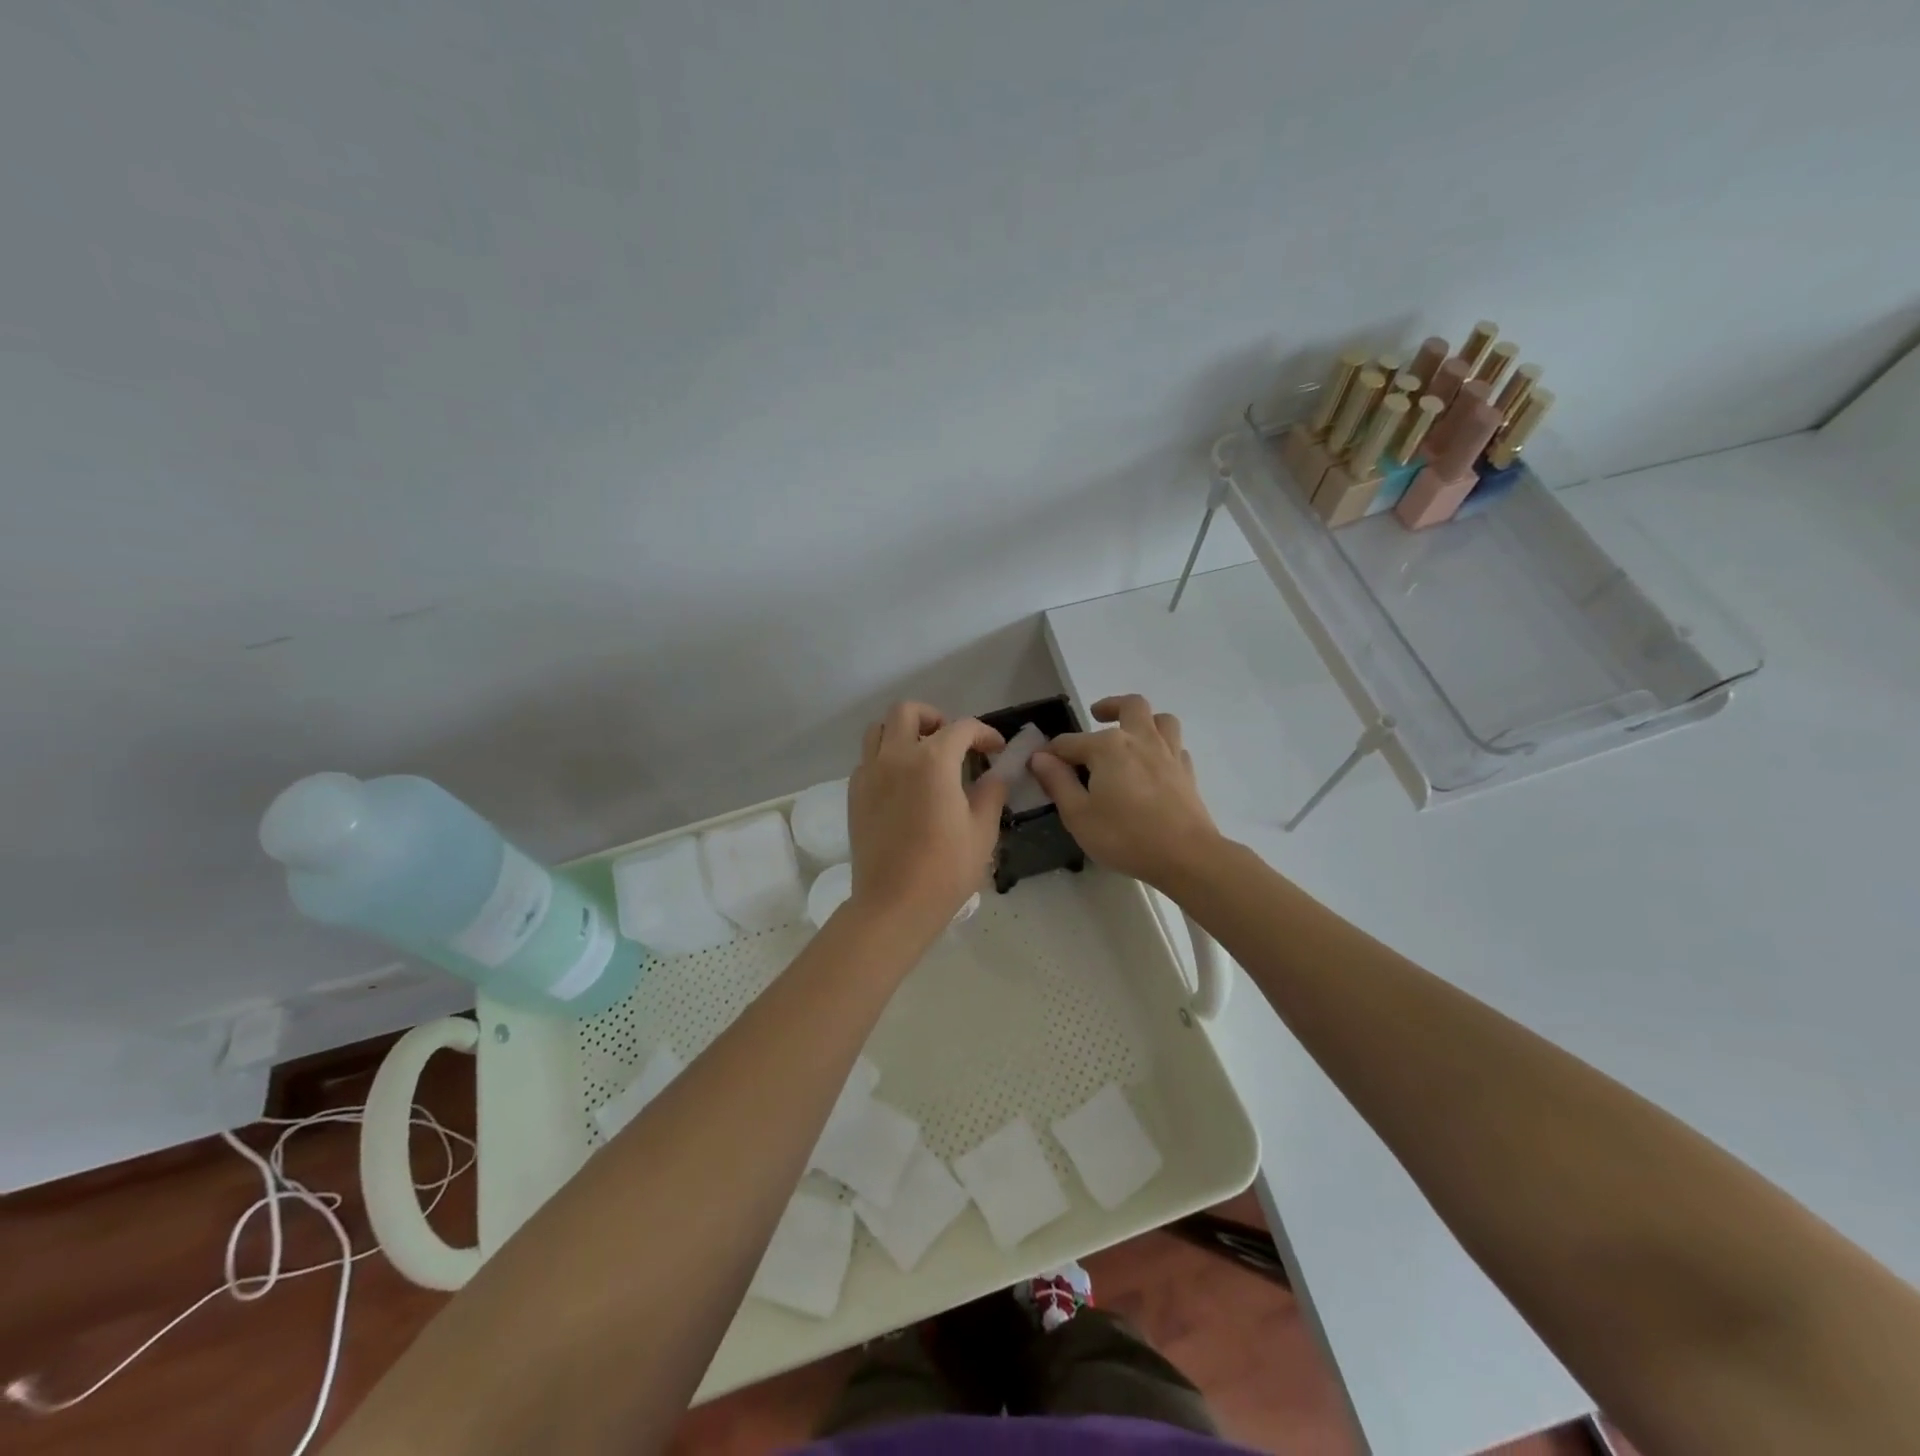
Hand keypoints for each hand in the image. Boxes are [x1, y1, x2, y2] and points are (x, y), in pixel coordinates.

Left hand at [847, 702, 1005, 940]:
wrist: (894, 904)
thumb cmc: (945, 869)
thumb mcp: (982, 831)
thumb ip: (991, 792)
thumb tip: (996, 775)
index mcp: (932, 761)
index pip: (962, 728)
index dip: (984, 734)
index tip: (997, 750)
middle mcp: (896, 756)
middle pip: (908, 711)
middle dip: (935, 718)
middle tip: (953, 742)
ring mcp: (869, 773)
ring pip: (879, 729)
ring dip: (903, 732)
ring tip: (923, 756)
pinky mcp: (854, 794)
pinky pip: (868, 759)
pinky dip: (886, 758)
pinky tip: (903, 784)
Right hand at [1028, 694, 1219, 890]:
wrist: (1186, 856)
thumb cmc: (1124, 836)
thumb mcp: (1078, 815)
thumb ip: (1058, 782)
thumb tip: (1040, 757)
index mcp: (1108, 747)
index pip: (1069, 742)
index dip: (1051, 753)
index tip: (1038, 766)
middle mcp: (1140, 739)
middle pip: (1129, 706)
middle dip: (1109, 706)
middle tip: (1096, 716)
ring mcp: (1169, 753)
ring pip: (1161, 719)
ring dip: (1144, 720)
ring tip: (1131, 733)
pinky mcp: (1188, 773)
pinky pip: (1176, 747)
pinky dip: (1163, 748)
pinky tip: (1154, 764)